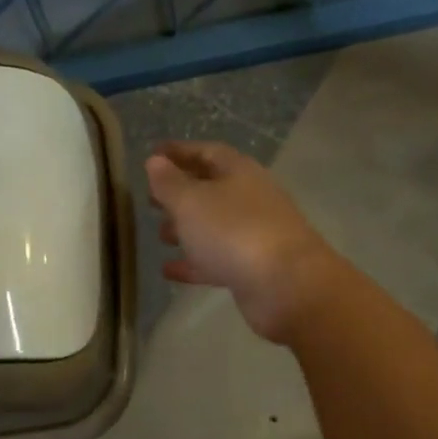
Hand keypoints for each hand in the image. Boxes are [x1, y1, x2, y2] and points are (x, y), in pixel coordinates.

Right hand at [145, 141, 338, 342]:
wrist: (286, 286)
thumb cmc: (234, 232)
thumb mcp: (192, 201)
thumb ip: (169, 182)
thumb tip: (155, 161)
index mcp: (239, 172)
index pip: (207, 152)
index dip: (179, 152)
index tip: (153, 154)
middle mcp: (250, 199)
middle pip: (212, 189)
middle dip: (181, 193)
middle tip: (151, 200)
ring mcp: (254, 235)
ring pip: (215, 226)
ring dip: (187, 228)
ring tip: (160, 234)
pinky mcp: (253, 269)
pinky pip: (217, 261)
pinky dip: (193, 263)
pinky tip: (168, 270)